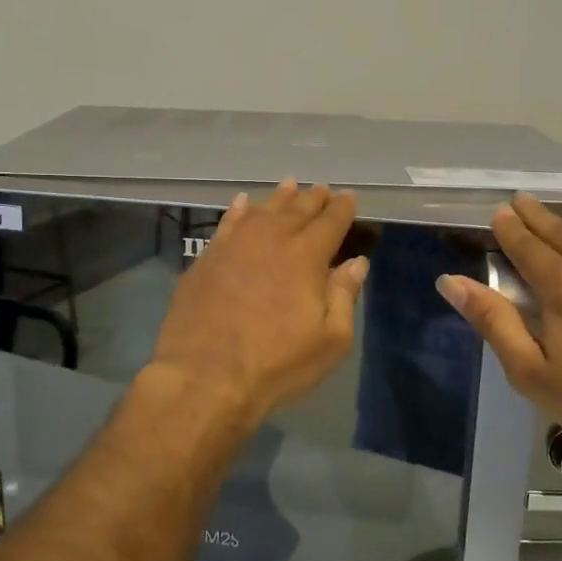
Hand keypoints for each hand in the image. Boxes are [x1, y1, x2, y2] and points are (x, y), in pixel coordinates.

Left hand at [149, 181, 368, 430]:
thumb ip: (344, 296)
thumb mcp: (330, 340)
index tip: (349, 197)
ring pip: (262, 210)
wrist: (205, 376)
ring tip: (289, 184)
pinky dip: (238, 210)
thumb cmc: (276, 363)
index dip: (342, 208)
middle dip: (313, 198)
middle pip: (297, 210)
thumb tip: (356, 262)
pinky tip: (242, 203)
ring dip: (279, 197)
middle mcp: (271, 240)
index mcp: (306, 257)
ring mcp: (235, 245)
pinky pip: (227, 223)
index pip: (330, 222)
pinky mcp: (207, 258)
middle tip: (321, 189)